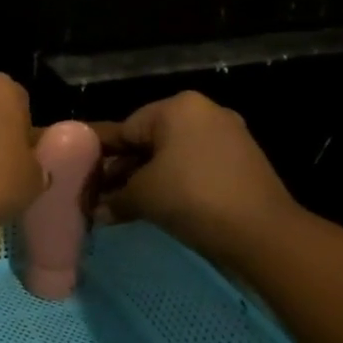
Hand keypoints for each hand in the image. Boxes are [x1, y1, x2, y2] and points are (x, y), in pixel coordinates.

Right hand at [93, 91, 298, 264]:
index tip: (80, 176)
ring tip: (122, 205)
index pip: (124, 128)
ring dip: (146, 180)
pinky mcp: (241, 162)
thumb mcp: (141, 196)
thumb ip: (113, 198)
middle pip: (148, 141)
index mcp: (177, 107)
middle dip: (122, 170)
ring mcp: (227, 137)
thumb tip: (94, 211)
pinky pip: (193, 167)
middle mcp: (204, 113)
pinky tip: (155, 206)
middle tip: (99, 196)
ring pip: (171, 156)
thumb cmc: (192, 199)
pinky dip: (173, 184)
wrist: (263, 234)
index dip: (99, 156)